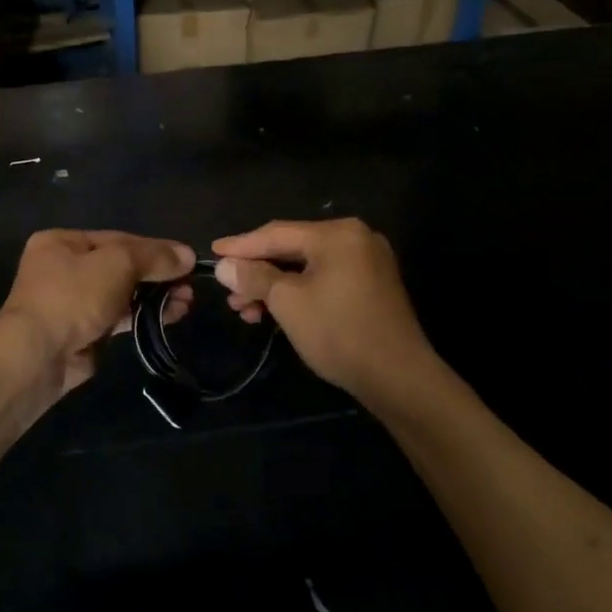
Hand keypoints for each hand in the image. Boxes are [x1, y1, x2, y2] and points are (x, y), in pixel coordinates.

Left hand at [0, 230, 194, 393]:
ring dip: (155, 296)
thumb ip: (153, 256)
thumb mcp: (117, 263)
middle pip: (121, 266)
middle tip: (189, 285)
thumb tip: (188, 255)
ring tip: (186, 302)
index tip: (186, 259)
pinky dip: (143, 315)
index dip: (154, 248)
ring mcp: (72, 302)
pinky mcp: (82, 332)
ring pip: (122, 293)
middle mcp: (64, 268)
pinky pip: (119, 318)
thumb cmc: (73, 296)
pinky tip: (171, 316)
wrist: (39, 355)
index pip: (117, 239)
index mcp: (62, 242)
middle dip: (157, 275)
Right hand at [213, 219, 438, 401]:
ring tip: (246, 310)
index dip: (241, 245)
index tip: (212, 253)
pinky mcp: (372, 286)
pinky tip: (276, 311)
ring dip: (274, 286)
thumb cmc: (339, 332)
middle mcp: (355, 238)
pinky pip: (325, 279)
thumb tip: (224, 266)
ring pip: (307, 267)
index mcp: (337, 234)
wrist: (399, 378)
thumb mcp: (288, 302)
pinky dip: (298, 292)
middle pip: (292, 248)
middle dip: (257, 272)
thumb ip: (254, 277)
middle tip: (228, 292)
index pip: (277, 233)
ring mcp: (368, 262)